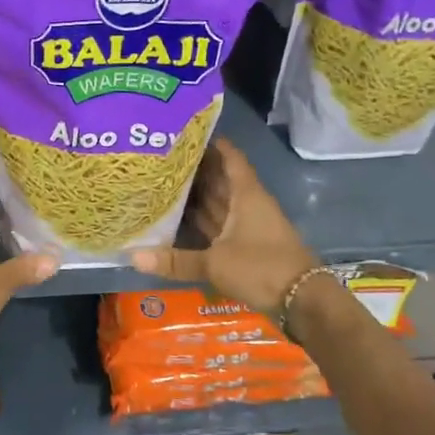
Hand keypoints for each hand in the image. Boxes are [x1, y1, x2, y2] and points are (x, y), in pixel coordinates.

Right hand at [129, 138, 317, 317]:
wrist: (301, 300)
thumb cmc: (261, 268)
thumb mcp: (215, 264)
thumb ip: (175, 260)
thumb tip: (133, 256)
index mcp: (246, 195)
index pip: (230, 159)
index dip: (213, 144)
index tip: (187, 134)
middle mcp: (248, 204)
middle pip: (221, 180)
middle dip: (197, 170)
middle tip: (163, 160)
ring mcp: (249, 225)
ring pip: (220, 203)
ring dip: (198, 195)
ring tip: (164, 184)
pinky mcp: (248, 246)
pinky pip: (220, 225)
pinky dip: (203, 221)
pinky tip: (180, 220)